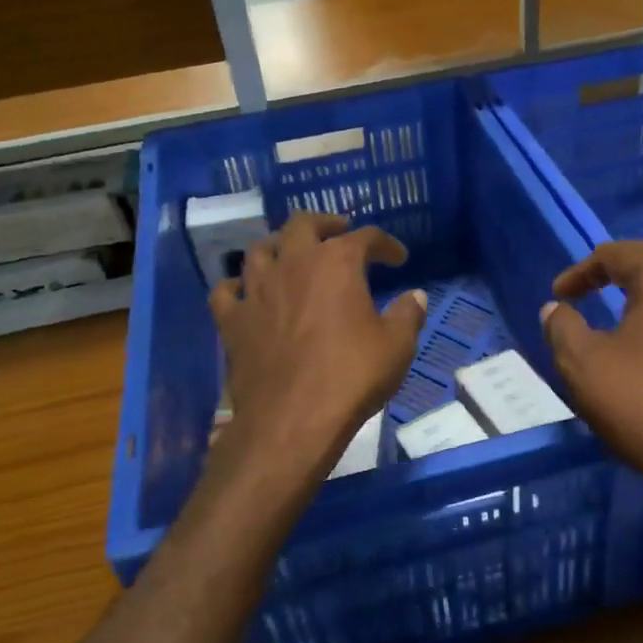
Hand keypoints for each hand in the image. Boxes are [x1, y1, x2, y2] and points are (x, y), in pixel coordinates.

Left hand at [209, 212, 426, 476]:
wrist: (293, 418)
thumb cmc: (352, 376)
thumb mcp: (397, 346)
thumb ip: (408, 314)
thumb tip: (416, 296)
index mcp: (337, 263)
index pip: (365, 237)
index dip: (385, 244)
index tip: (398, 258)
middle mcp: (293, 263)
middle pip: (303, 224)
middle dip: (324, 223)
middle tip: (338, 231)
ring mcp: (256, 290)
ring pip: (260, 249)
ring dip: (278, 246)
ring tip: (290, 255)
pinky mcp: (232, 320)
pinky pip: (227, 290)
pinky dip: (237, 286)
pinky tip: (245, 292)